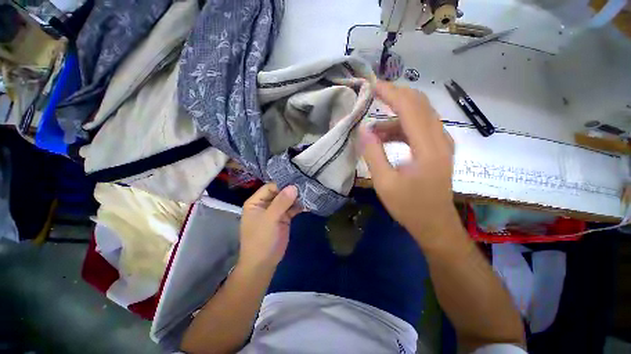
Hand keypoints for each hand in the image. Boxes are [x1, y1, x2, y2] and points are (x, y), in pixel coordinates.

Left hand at [239, 183, 300, 270]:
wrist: (263, 264)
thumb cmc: (261, 240)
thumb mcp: (269, 219)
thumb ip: (281, 202)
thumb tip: (293, 187)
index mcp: (256, 202)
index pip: (271, 187)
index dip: (283, 184)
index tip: (298, 182)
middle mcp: (266, 204)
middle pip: (280, 192)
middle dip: (292, 190)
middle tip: (306, 186)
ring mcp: (275, 211)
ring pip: (287, 200)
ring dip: (297, 198)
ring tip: (309, 193)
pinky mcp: (284, 218)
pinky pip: (292, 209)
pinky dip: (299, 206)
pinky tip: (308, 204)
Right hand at [359, 80, 458, 241]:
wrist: (435, 225)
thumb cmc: (409, 207)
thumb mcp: (384, 182)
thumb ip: (373, 154)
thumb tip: (363, 129)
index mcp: (428, 147)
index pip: (409, 107)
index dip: (390, 93)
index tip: (371, 85)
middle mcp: (440, 138)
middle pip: (419, 103)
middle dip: (394, 95)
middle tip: (372, 96)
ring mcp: (441, 143)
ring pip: (419, 115)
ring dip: (395, 116)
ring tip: (373, 130)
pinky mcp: (438, 148)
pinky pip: (419, 127)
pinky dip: (401, 127)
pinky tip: (386, 138)